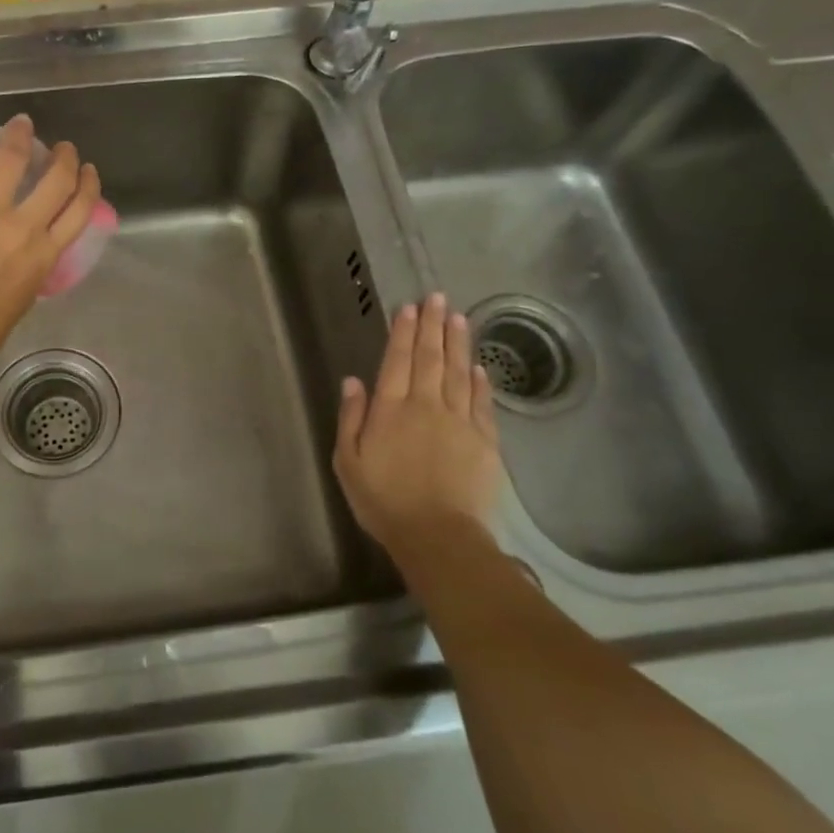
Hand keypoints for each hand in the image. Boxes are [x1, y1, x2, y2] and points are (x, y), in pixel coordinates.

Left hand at [0, 114, 101, 372]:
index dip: (88, 184)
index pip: (79, 209)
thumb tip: (29, 246)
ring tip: (21, 124)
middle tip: (63, 147)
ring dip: (19, 138)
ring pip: (8, 162)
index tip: (88, 171)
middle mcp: (21, 228)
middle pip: (55, 179)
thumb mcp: (24, 297)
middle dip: (64, 157)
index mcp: (44, 254)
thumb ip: (32, 264)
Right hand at [335, 294, 502, 559]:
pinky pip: (481, 403)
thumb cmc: (383, 500)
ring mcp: (459, 421)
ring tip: (458, 317)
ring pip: (457, 373)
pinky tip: (478, 366)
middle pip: (430, 358)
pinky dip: (479, 381)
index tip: (409, 307)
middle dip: (432, 326)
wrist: (437, 535)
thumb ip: (351, 418)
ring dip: (457, 343)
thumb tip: (354, 381)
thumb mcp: (348, 462)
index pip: (397, 361)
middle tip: (437, 297)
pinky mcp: (484, 441)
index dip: (403, 332)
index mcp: (390, 409)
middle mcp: (425, 405)